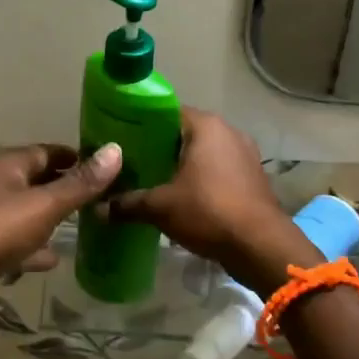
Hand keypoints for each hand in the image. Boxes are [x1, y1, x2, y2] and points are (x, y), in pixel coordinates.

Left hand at [0, 143, 121, 314]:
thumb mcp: (45, 205)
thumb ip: (80, 183)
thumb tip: (115, 150)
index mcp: (10, 166)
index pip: (48, 151)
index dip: (76, 157)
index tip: (106, 166)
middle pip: (38, 179)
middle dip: (66, 186)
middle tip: (101, 196)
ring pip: (27, 210)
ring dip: (51, 216)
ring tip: (84, 224)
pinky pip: (16, 240)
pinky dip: (34, 246)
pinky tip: (53, 259)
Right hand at [105, 108, 304, 291]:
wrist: (260, 246)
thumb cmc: (208, 212)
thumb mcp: (160, 207)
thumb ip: (128, 203)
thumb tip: (98, 207)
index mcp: (206, 126)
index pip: (166, 112)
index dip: (142, 123)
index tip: (122, 139)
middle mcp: (228, 131)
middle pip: (185, 132)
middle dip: (160, 146)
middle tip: (133, 162)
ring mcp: (245, 153)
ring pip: (203, 151)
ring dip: (182, 164)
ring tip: (154, 179)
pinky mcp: (253, 176)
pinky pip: (219, 168)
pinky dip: (201, 177)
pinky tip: (182, 195)